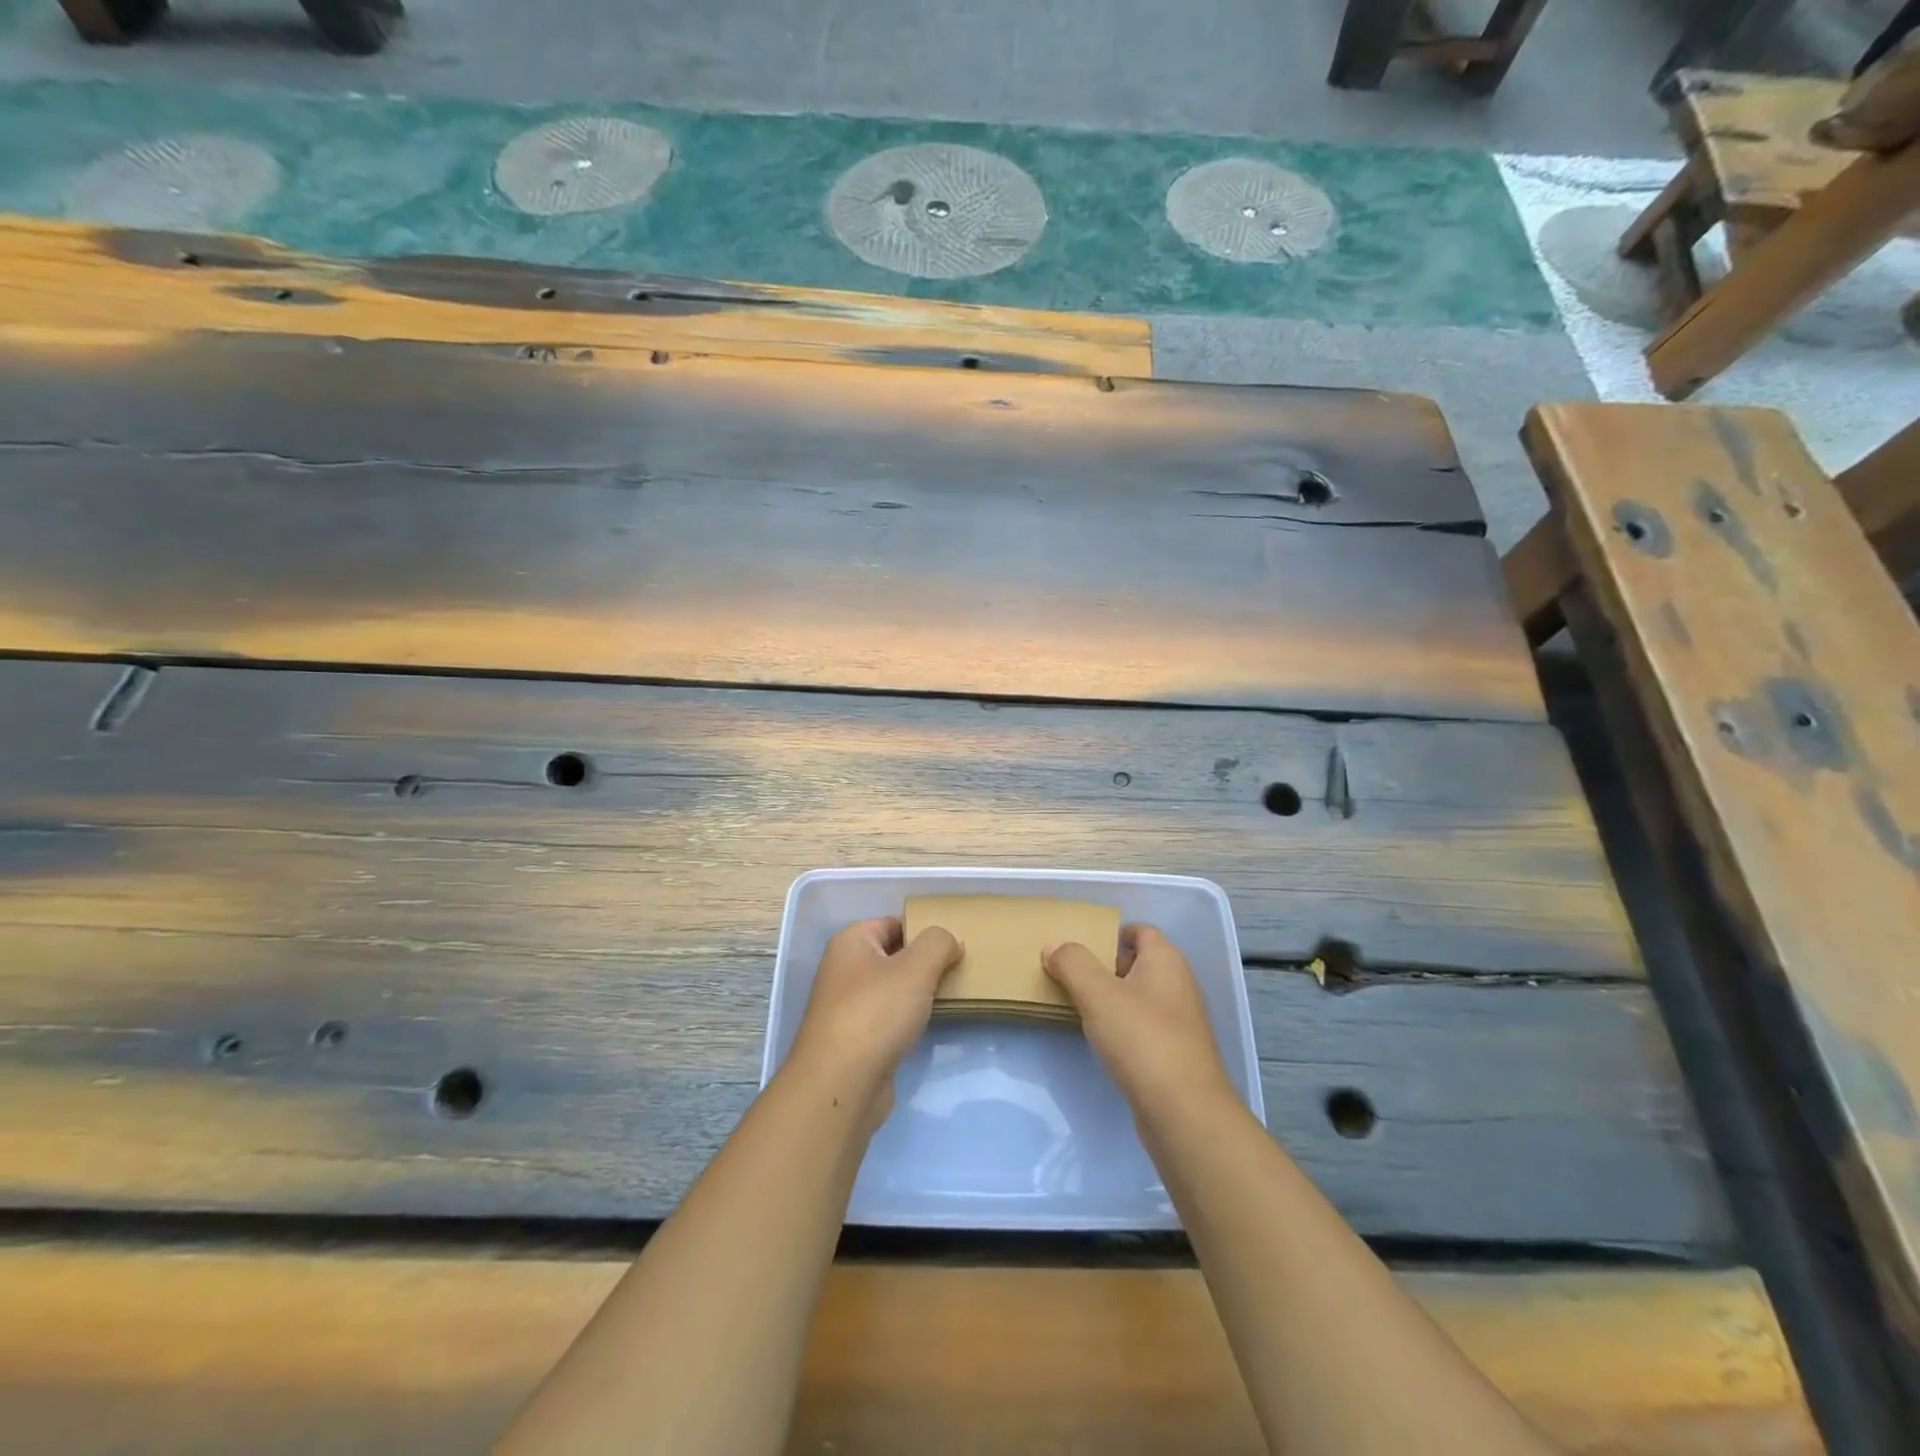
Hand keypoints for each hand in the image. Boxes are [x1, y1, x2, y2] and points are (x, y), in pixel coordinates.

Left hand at [789, 917, 962, 1124]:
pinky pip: (888, 1017)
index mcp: (851, 942)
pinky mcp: (855, 1039)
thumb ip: (938, 944)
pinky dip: (908, 1018)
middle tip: (959, 968)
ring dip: (918, 992)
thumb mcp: (916, 968)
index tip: (955, 944)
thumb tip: (950, 940)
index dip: (924, 930)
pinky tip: (929, 1025)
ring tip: (952, 994)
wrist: (840, 1085)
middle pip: (893, 955)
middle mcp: (844, 969)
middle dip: (925, 962)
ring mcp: (847, 1006)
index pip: (893, 923)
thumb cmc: (876, 1014)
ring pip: (892, 988)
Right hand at [1044, 924, 1233, 1111]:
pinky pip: (1144, 1027)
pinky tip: (1101, 1040)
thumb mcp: (1097, 993)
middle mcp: (1179, 984)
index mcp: (1166, 960)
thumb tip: (1054, 945)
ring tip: (1078, 1005)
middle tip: (1070, 974)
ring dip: (1112, 999)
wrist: (1184, 1111)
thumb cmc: (1141, 1038)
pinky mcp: (1176, 1054)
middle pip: (1138, 963)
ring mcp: (1181, 1022)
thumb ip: (1072, 963)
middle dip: (1105, 966)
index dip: (1112, 933)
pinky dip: (1123, 1027)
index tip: (1081, 944)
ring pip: (1140, 997)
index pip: (1140, 931)